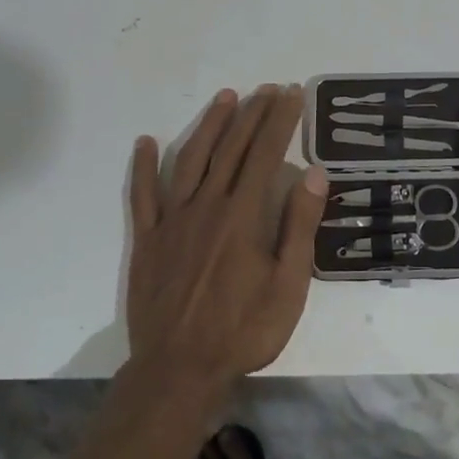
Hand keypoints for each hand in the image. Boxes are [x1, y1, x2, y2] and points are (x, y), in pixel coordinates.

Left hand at [127, 85, 326, 396]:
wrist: (179, 370)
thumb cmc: (243, 330)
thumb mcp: (288, 285)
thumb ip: (299, 226)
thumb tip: (315, 173)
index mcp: (242, 215)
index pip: (265, 154)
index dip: (279, 121)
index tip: (290, 94)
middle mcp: (206, 206)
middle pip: (231, 148)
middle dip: (252, 114)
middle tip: (267, 89)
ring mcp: (172, 220)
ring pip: (191, 160)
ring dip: (210, 126)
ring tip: (226, 97)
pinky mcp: (147, 239)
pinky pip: (143, 195)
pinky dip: (143, 166)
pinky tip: (145, 142)